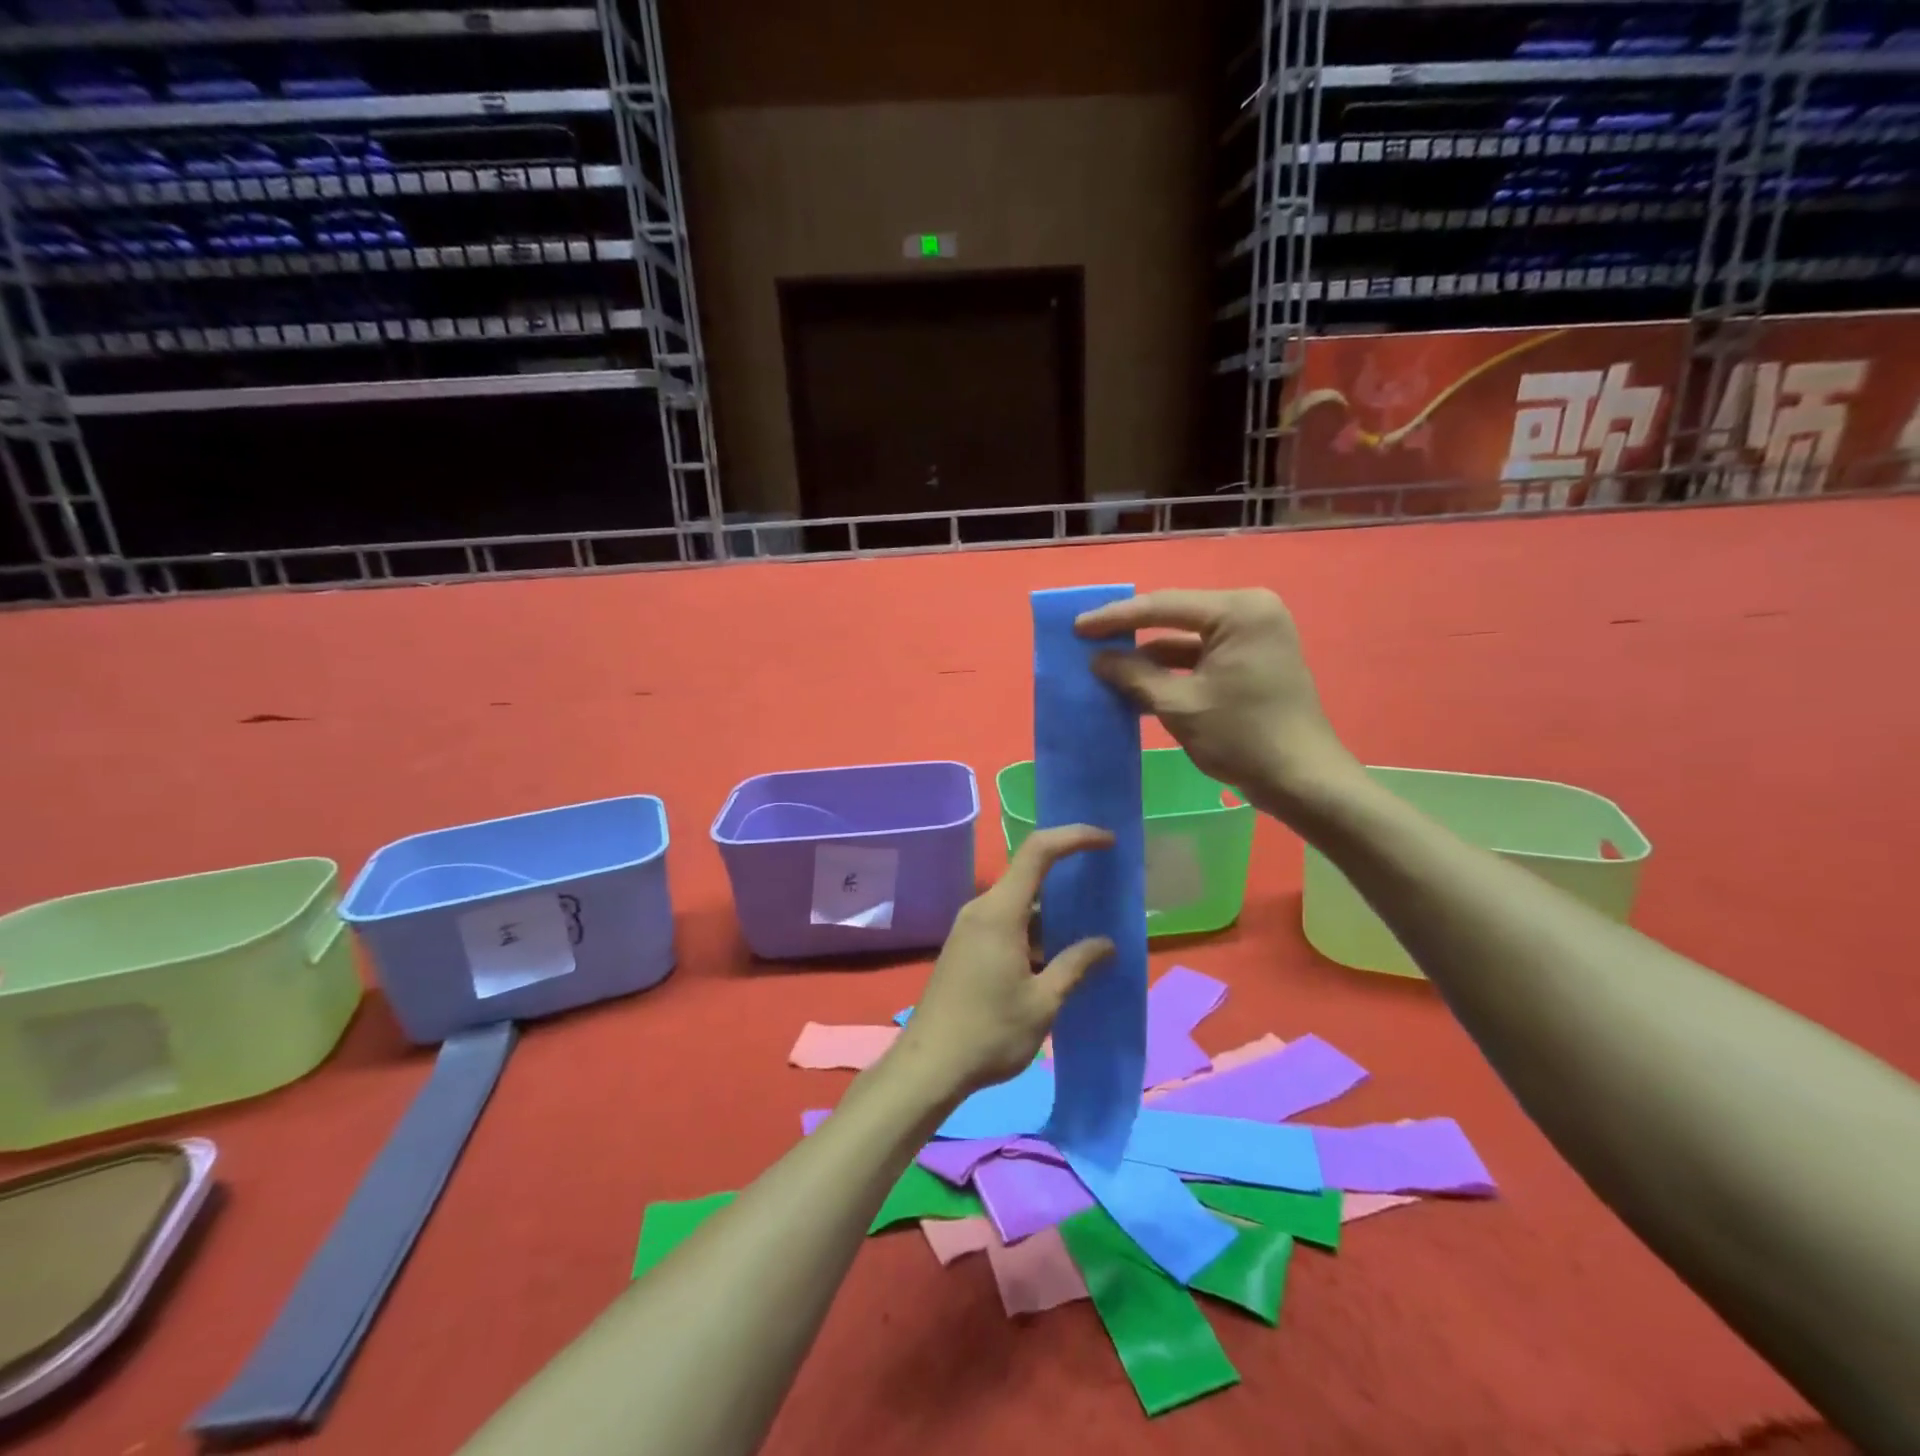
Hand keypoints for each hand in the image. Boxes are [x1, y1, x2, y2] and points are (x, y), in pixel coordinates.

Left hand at [891, 825, 1116, 1099]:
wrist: (930, 1066)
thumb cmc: (989, 1033)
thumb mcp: (1043, 1002)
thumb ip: (1076, 966)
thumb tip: (1107, 945)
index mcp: (999, 912)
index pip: (1039, 852)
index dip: (1074, 837)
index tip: (1108, 842)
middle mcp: (981, 909)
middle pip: (1029, 876)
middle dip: (1069, 877)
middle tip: (1107, 889)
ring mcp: (970, 928)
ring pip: (1019, 904)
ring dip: (1054, 912)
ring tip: (1093, 926)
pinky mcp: (966, 947)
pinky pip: (1007, 923)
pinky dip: (1036, 930)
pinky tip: (1060, 955)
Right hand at [1075, 588, 1362, 826]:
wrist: (1302, 780)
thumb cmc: (1242, 737)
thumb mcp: (1180, 706)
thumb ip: (1135, 676)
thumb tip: (1097, 659)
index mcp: (1239, 611)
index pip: (1164, 606)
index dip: (1115, 618)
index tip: (1077, 627)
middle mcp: (1250, 611)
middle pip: (1175, 617)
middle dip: (1131, 634)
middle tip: (1086, 640)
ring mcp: (1254, 636)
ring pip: (1186, 640)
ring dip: (1148, 657)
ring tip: (1103, 664)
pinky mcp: (1252, 660)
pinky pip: (1202, 657)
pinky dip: (1171, 671)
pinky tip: (1136, 683)